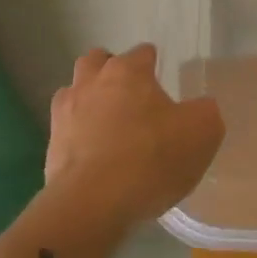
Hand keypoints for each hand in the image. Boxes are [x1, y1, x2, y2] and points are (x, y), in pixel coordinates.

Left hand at [45, 44, 224, 231]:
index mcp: (128, 72)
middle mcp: (92, 82)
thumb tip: (200, 108)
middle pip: (96, 61)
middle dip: (110, 69)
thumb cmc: (151, 159)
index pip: (142, 52)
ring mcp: (66, 112)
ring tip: (107, 123)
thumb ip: (205, 112)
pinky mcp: (51, 145)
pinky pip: (65, 129)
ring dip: (88, 99)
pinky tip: (92, 153)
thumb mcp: (201, 133)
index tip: (161, 79)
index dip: (153, 63)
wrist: (92, 205)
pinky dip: (77, 134)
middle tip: (129, 94)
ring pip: (74, 91)